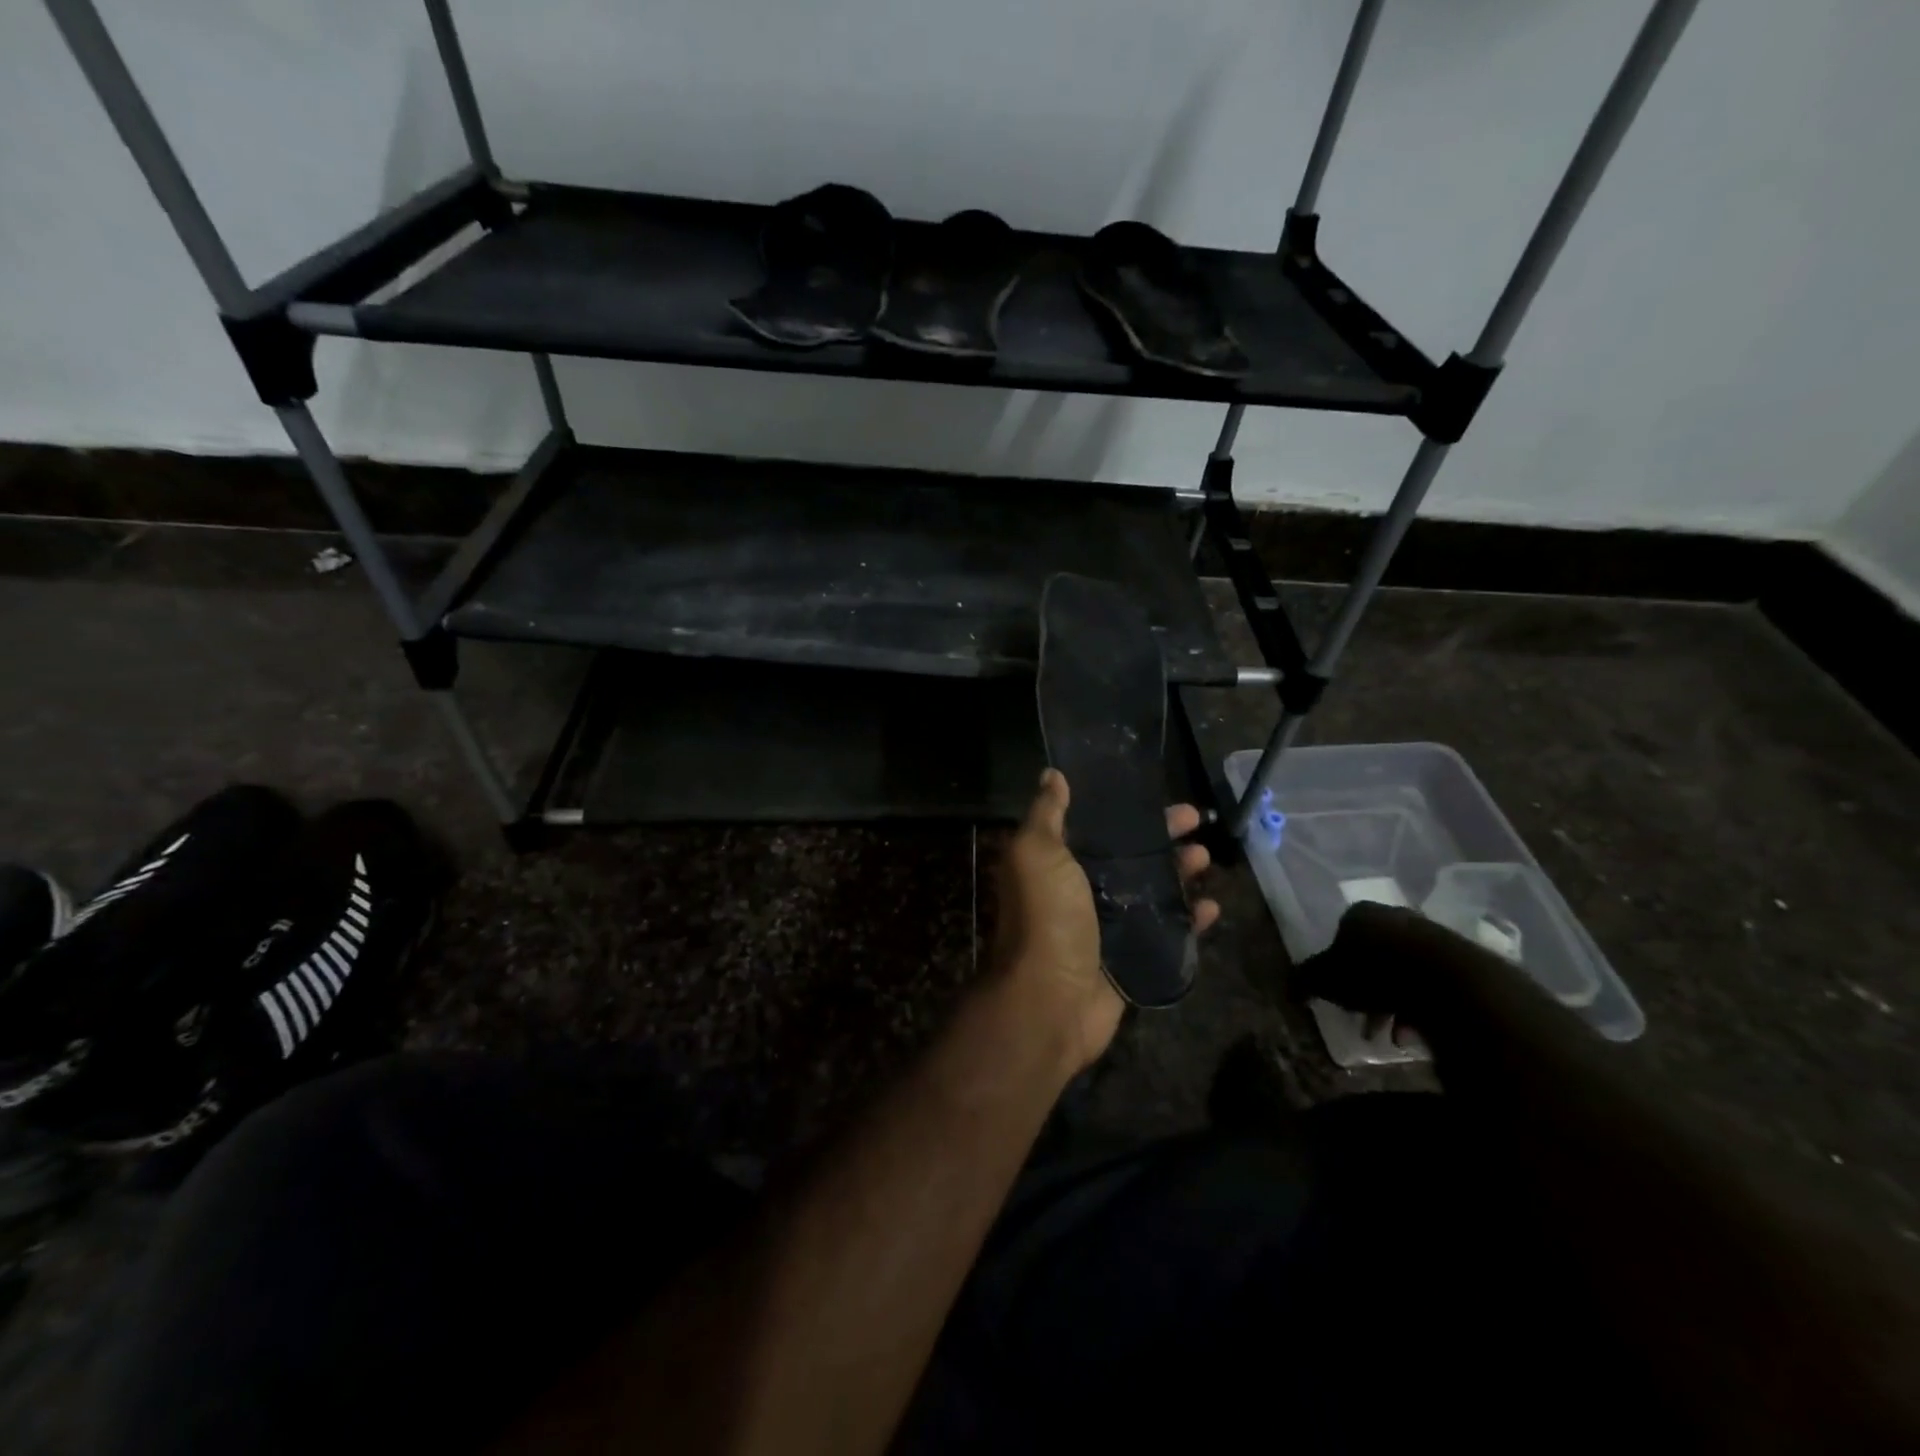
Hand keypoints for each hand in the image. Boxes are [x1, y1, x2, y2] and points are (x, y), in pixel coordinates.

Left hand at [992, 769, 1219, 1071]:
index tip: (1156, 795)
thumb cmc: (1046, 918)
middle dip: (1162, 838)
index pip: (1096, 827)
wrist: (1050, 1000)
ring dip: (1178, 873)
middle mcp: (1081, 891)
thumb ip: (1047, 814)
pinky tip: (1211, 907)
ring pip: (1151, 892)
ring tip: (1206, 859)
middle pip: (1130, 857)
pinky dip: (1188, 921)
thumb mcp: (1037, 853)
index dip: (1126, 810)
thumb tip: (1052, 774)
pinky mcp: (1130, 960)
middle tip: (1197, 822)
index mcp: (1057, 863)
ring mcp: (1107, 928)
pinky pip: (1166, 935)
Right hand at [1293, 900, 1478, 1040]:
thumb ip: (1305, 981)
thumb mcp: (1326, 980)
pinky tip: (1419, 1033)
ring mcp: (1434, 936)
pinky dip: (1425, 1009)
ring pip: (1407, 973)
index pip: (1342, 935)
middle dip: (1369, 991)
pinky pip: (1436, 986)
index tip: (1340, 995)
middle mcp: (1396, 917)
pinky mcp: (1465, 960)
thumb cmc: (1375, 973)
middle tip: (1366, 1021)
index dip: (1338, 967)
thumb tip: (1288, 988)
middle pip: (1376, 956)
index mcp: (1360, 914)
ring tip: (1395, 1036)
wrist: (1447, 983)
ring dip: (1397, 1005)